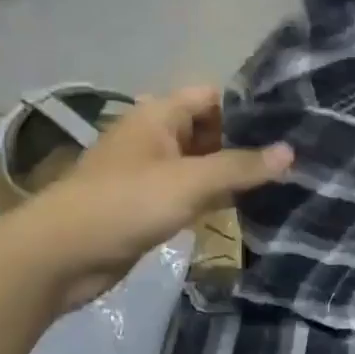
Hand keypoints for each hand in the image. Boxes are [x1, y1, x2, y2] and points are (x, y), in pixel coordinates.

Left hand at [0, 87, 291, 308]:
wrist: (58, 257)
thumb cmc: (124, 203)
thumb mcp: (190, 181)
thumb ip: (241, 166)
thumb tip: (291, 151)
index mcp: (159, 115)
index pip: (213, 96)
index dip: (248, 106)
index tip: (289, 121)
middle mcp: (157, 136)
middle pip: (212, 129)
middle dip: (248, 141)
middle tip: (295, 153)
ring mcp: (154, 172)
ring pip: (205, 163)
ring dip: (235, 172)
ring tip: (285, 178)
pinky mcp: (152, 203)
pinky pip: (194, 191)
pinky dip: (219, 196)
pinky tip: (253, 204)